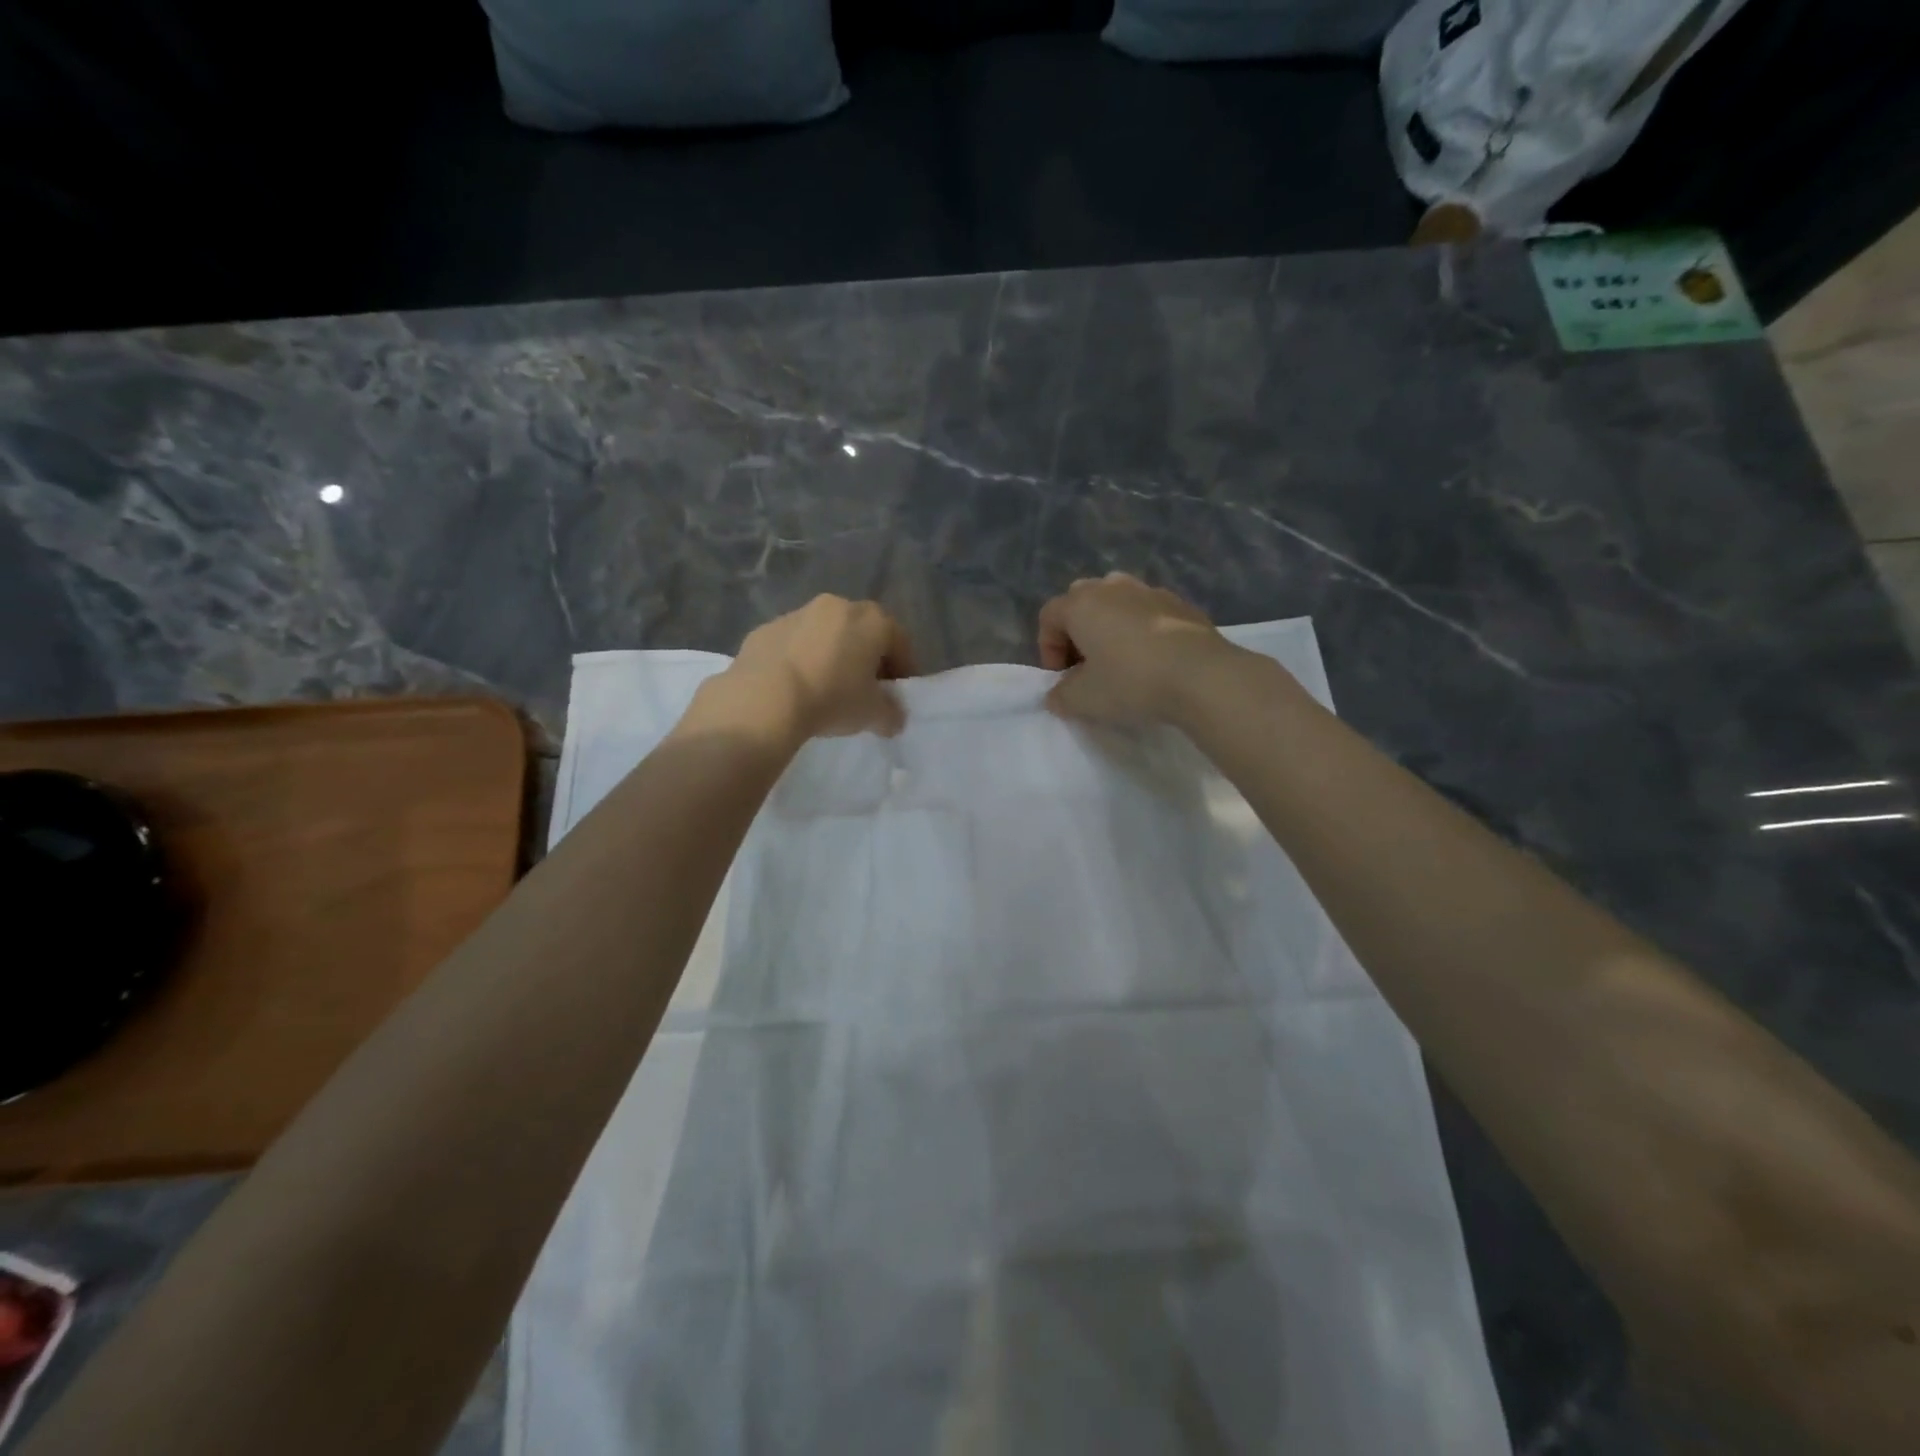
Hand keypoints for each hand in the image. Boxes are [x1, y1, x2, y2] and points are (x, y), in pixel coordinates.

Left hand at [718, 595, 915, 741]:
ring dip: (832, 655)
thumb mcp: (873, 715)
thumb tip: (893, 718)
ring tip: (826, 688)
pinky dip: (800, 659)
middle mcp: (837, 606)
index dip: (904, 669)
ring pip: (826, 634)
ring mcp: (798, 613)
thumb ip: (891, 714)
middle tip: (864, 689)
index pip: (900, 641)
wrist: (764, 699)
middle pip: (862, 631)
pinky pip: (794, 644)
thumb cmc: (832, 699)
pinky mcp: (766, 628)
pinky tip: (795, 687)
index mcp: (872, 620)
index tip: (897, 694)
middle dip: (867, 658)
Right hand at [1038, 573, 1242, 725]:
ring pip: (1117, 602)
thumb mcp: (1083, 700)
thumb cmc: (1131, 682)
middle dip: (1077, 632)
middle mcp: (1112, 587)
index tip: (1061, 678)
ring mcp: (1150, 591)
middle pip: (1082, 601)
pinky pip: (1148, 612)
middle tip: (1086, 666)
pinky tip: (1153, 660)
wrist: (1202, 677)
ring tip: (1120, 660)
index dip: (1047, 648)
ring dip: (1110, 627)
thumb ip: (1060, 696)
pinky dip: (1141, 630)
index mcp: (1082, 604)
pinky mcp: (1181, 604)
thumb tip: (1057, 694)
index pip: (1049, 616)